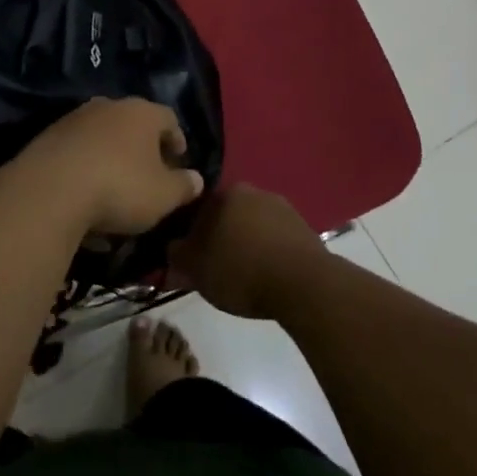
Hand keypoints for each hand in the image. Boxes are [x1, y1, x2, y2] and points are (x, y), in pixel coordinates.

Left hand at [0, 97, 203, 238]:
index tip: (179, 160)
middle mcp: (108, 106)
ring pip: (102, 137)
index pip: (168, 118)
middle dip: (142, 148)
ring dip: (111, 158)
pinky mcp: (48, 137)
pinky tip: (85, 199)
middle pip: (133, 123)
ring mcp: (74, 119)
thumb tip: (196, 178)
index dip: (177, 139)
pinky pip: (77, 152)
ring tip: (115, 190)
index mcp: (141, 113)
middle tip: (149, 173)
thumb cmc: (119, 187)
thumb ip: (184, 186)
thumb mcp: (163, 195)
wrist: (49, 190)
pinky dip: (85, 170)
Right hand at [167, 184, 326, 318]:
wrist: (304, 284)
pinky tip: (267, 273)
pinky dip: (268, 251)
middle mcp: (253, 192)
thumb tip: (172, 247)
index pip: (197, 208)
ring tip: (243, 273)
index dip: (190, 233)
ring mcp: (282, 207)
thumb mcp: (198, 271)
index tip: (190, 255)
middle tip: (215, 265)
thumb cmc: (242, 272)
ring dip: (246, 242)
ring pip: (252, 224)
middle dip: (219, 235)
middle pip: (227, 214)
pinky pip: (275, 237)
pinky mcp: (303, 227)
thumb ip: (178, 255)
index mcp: (225, 194)